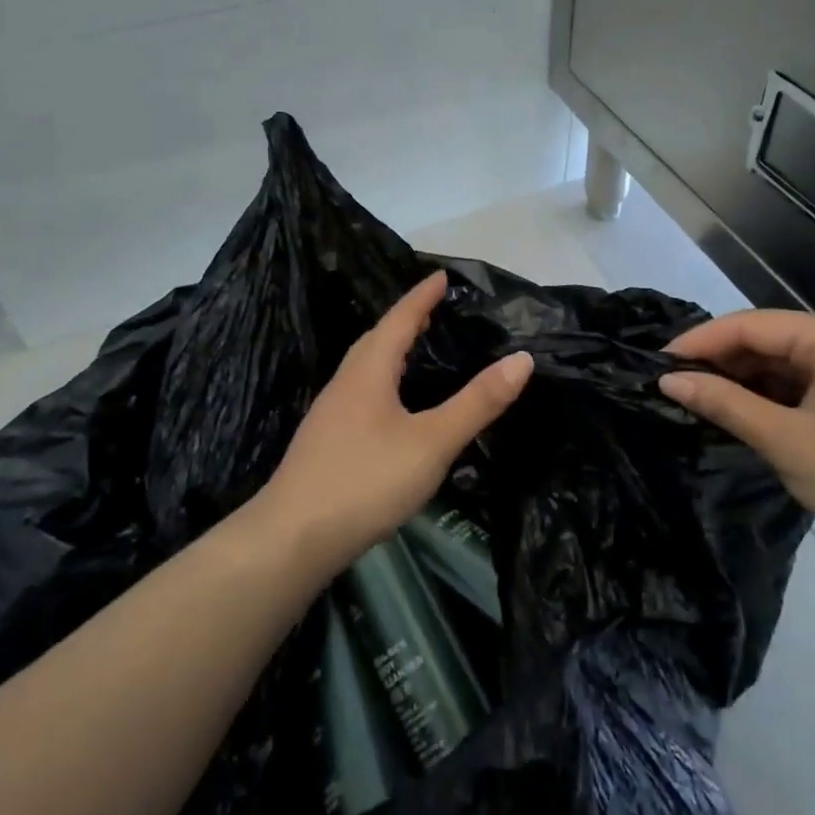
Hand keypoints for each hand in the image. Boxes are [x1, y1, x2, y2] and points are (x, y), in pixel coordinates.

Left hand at [256, 271, 532, 578]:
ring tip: (417, 349)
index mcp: (369, 371)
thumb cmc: (366, 480)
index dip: (422, 296)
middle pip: (377, 338)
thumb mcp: (432, 441)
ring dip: (392, 349)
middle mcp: (345, 382)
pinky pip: (361, 391)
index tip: (441, 275)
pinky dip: (383, 380)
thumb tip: (522, 358)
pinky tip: (392, 405)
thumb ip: (477, 402)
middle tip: (434, 309)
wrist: (293, 538)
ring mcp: (331, 412)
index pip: (399, 319)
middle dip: (406, 319)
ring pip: (365, 367)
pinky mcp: (326, 440)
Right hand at [659, 310, 814, 561]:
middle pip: (765, 339)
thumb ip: (725, 404)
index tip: (657, 364)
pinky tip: (739, 412)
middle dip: (719, 361)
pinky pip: (799, 383)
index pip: (750, 325)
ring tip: (696, 399)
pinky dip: (767, 396)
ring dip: (741, 381)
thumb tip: (669, 379)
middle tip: (672, 385)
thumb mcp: (786, 440)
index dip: (700, 341)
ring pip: (780, 362)